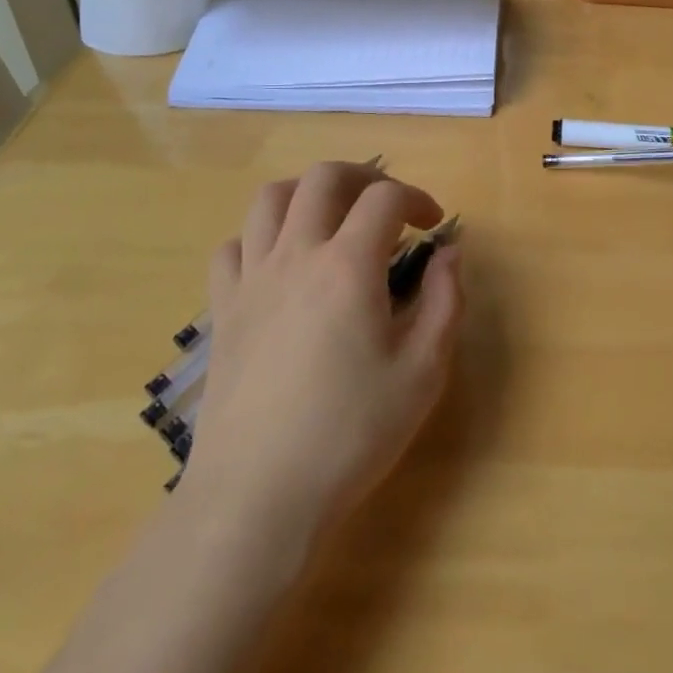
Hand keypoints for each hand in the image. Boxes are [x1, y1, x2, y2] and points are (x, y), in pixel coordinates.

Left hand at [180, 162, 462, 545]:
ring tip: (332, 216)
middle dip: (364, 176)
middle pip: (324, 177)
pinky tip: (279, 262)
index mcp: (348, 266)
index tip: (433, 226)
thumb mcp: (423, 372)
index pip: (385, 198)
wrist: (257, 497)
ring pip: (270, 198)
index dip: (417, 198)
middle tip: (387, 205)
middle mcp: (296, 255)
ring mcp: (251, 280)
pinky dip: (259, 237)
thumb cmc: (351, 434)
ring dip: (307, 192)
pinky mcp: (222, 311)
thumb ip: (445, 301)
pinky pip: (232, 247)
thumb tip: (449, 252)